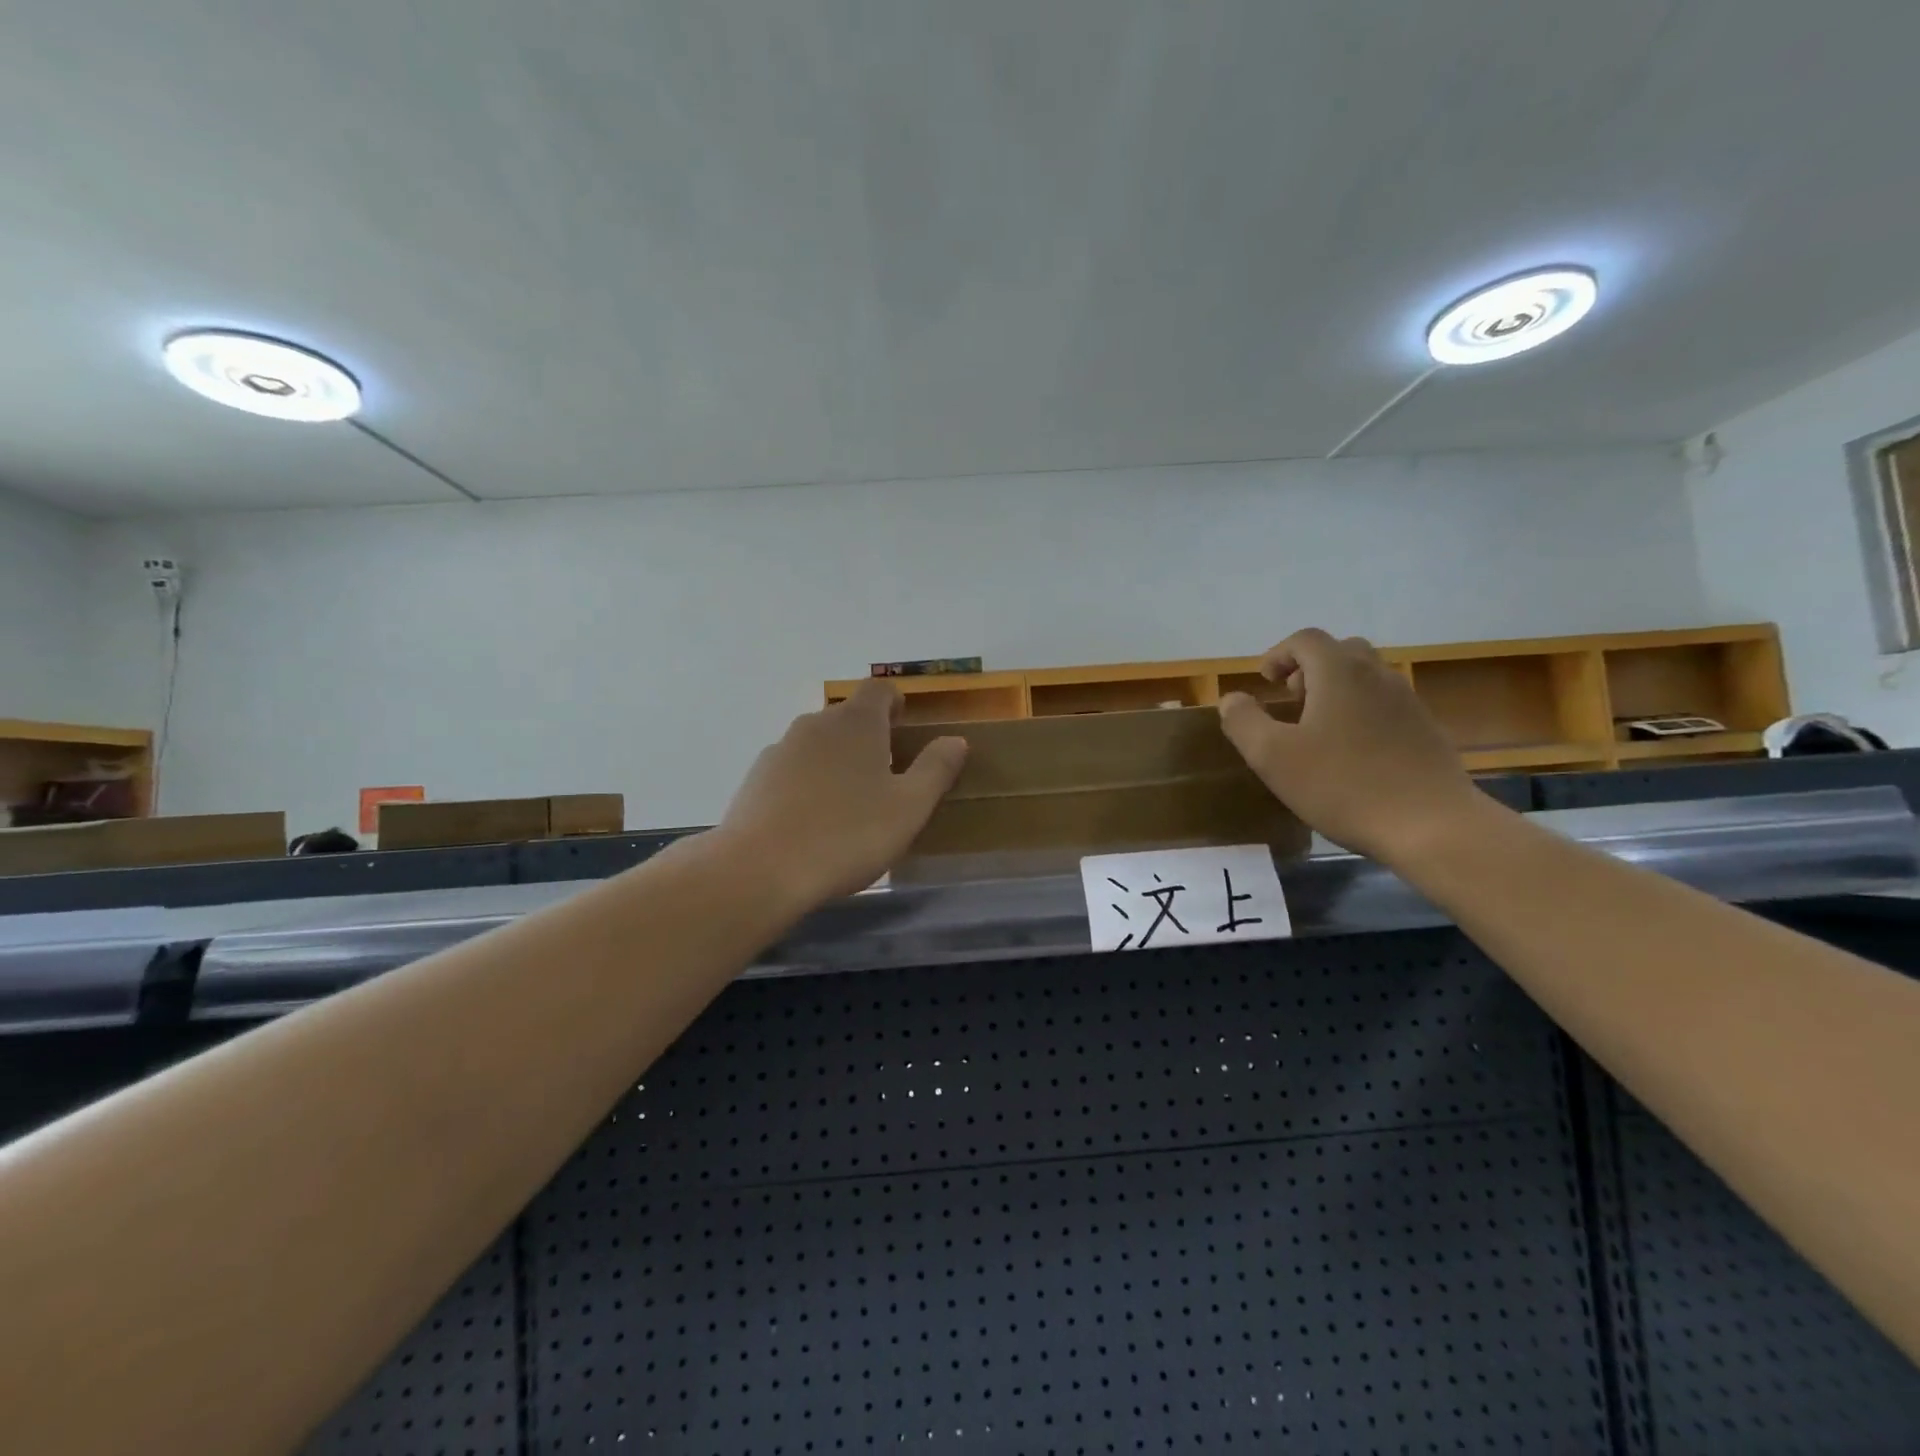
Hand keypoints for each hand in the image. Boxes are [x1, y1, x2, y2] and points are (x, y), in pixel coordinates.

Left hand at [715, 680, 967, 911]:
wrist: (760, 869)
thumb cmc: (848, 834)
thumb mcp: (909, 808)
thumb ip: (935, 770)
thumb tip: (956, 740)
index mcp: (856, 723)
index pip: (879, 689)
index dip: (895, 702)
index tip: (904, 728)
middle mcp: (815, 724)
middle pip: (847, 717)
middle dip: (869, 738)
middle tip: (886, 776)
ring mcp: (780, 750)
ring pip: (817, 745)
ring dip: (836, 762)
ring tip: (849, 805)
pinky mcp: (755, 779)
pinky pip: (792, 770)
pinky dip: (807, 784)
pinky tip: (812, 823)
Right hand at [1218, 628, 1485, 863]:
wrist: (1432, 824)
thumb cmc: (1342, 785)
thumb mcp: (1272, 757)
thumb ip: (1243, 721)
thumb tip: (1232, 699)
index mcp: (1339, 672)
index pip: (1305, 639)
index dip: (1279, 654)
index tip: (1265, 682)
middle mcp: (1377, 675)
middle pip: (1340, 651)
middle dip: (1310, 667)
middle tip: (1292, 699)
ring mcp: (1407, 701)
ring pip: (1366, 676)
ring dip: (1337, 689)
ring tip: (1318, 727)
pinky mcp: (1426, 729)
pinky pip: (1386, 703)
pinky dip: (1361, 711)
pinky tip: (1352, 752)